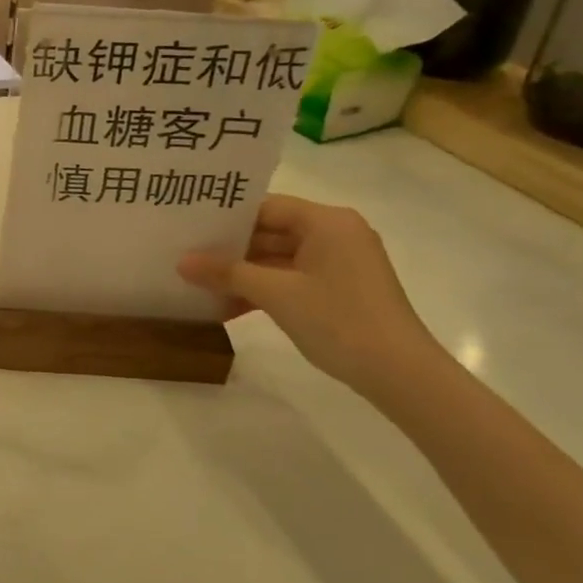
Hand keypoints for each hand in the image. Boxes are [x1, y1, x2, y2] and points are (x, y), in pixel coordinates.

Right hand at [178, 194, 442, 395]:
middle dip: (230, 250)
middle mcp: (336, 234)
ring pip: (278, 259)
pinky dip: (264, 291)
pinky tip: (228, 308)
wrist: (402, 375)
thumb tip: (181, 262)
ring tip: (199, 285)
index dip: (226, 218)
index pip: (266, 207)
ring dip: (243, 275)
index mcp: (327, 222)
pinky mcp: (340, 290)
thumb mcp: (276, 294)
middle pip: (271, 232)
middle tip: (186, 257)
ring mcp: (339, 264)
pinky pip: (292, 280)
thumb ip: (227, 273)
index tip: (189, 228)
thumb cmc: (339, 320)